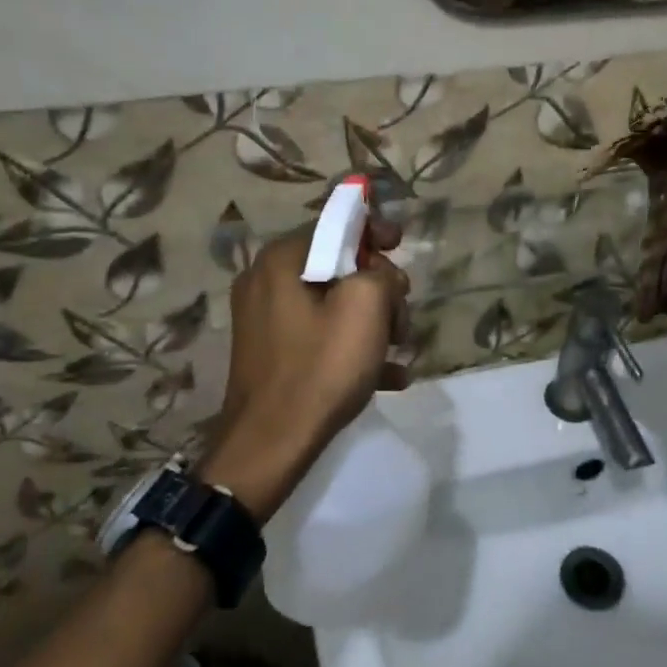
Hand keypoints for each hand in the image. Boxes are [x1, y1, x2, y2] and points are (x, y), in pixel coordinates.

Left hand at [201, 224, 410, 522]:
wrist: (270, 443)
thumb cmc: (320, 367)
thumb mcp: (365, 307)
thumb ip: (381, 273)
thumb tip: (382, 276)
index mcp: (282, 260)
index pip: (334, 224)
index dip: (373, 229)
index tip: (401, 244)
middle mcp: (266, 281)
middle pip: (337, 265)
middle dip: (378, 287)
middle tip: (401, 316)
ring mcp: (265, 319)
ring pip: (333, 303)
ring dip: (372, 320)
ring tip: (399, 350)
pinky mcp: (272, 352)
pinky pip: (320, 335)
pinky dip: (352, 346)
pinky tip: (389, 375)